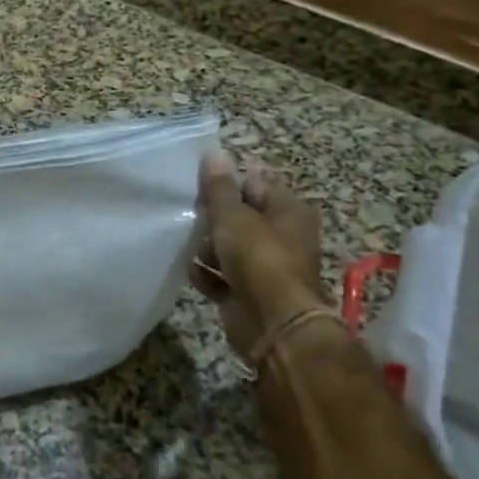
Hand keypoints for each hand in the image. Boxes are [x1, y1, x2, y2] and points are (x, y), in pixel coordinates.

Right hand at [190, 151, 325, 363]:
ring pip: (230, 247)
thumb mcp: (233, 216)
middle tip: (192, 217)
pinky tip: (193, 271)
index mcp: (289, 211)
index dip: (227, 184)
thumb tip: (213, 154)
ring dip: (208, 248)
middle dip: (214, 218)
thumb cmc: (258, 258)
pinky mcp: (251, 293)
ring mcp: (268, 267)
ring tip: (190, 247)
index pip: (254, 184)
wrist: (273, 324)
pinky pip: (223, 277)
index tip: (200, 187)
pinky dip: (208, 274)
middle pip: (241, 217)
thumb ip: (219, 187)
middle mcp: (283, 236)